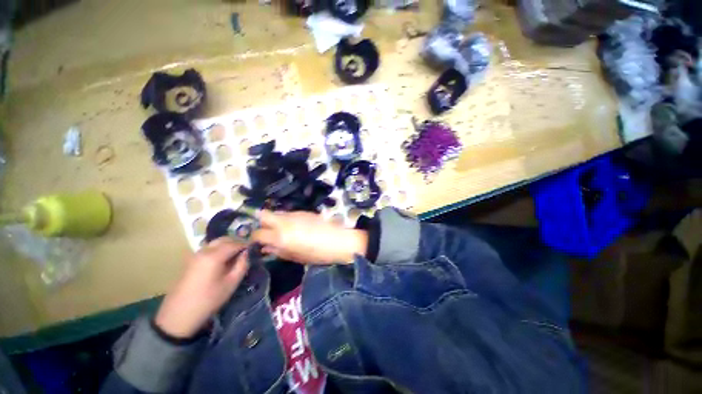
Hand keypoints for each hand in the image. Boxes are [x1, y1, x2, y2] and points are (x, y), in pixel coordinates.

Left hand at [154, 238, 249, 338]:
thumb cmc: (209, 300)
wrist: (178, 315)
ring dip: (227, 246)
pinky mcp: (190, 261)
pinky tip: (222, 261)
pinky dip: (218, 250)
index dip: (247, 245)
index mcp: (214, 255)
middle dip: (237, 243)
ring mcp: (195, 255)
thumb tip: (248, 253)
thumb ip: (242, 264)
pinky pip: (208, 249)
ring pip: (215, 243)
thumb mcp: (231, 283)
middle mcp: (204, 251)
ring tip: (235, 256)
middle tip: (246, 252)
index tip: (255, 250)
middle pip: (224, 239)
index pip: (235, 243)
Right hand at [252, 210, 367, 264]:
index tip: (255, 243)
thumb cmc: (319, 254)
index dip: (253, 239)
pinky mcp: (304, 211)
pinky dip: (285, 219)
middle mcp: (284, 221)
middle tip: (264, 233)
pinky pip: (288, 213)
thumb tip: (266, 248)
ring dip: (273, 220)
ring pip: (276, 212)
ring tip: (279, 231)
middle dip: (259, 223)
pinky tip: (293, 227)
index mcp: (281, 236)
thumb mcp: (297, 257)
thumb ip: (278, 251)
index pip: (257, 233)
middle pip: (263, 215)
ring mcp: (295, 214)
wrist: (341, 240)